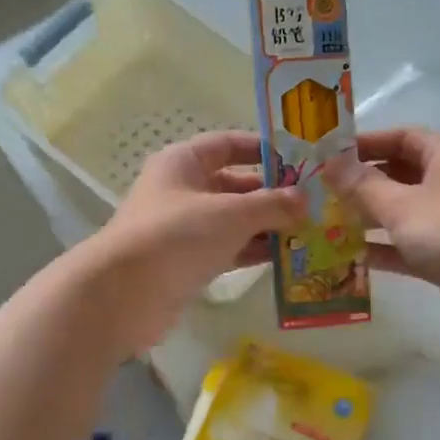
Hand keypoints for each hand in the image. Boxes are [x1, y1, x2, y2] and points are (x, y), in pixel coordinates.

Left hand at [83, 131, 304, 353]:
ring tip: (309, 231)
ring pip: (233, 220)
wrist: (124, 294)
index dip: (263, 149)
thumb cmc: (176, 236)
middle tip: (315, 203)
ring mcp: (183, 229)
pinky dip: (252, 251)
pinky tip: (285, 257)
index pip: (228, 144)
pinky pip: (227, 249)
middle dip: (272, 194)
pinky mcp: (187, 262)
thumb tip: (305, 200)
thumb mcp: (231, 213)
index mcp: (184, 163)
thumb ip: (272, 204)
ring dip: (267, 226)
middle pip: (234, 184)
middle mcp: (182, 190)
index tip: (300, 160)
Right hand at [328, 127, 439, 340]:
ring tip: (330, 226)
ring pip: (406, 212)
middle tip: (322, 194)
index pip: (402, 137)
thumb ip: (362, 186)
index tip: (329, 157)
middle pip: (402, 174)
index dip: (365, 144)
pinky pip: (414, 245)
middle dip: (364, 183)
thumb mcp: (401, 205)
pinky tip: (355, 258)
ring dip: (372, 218)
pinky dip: (388, 248)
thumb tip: (330, 164)